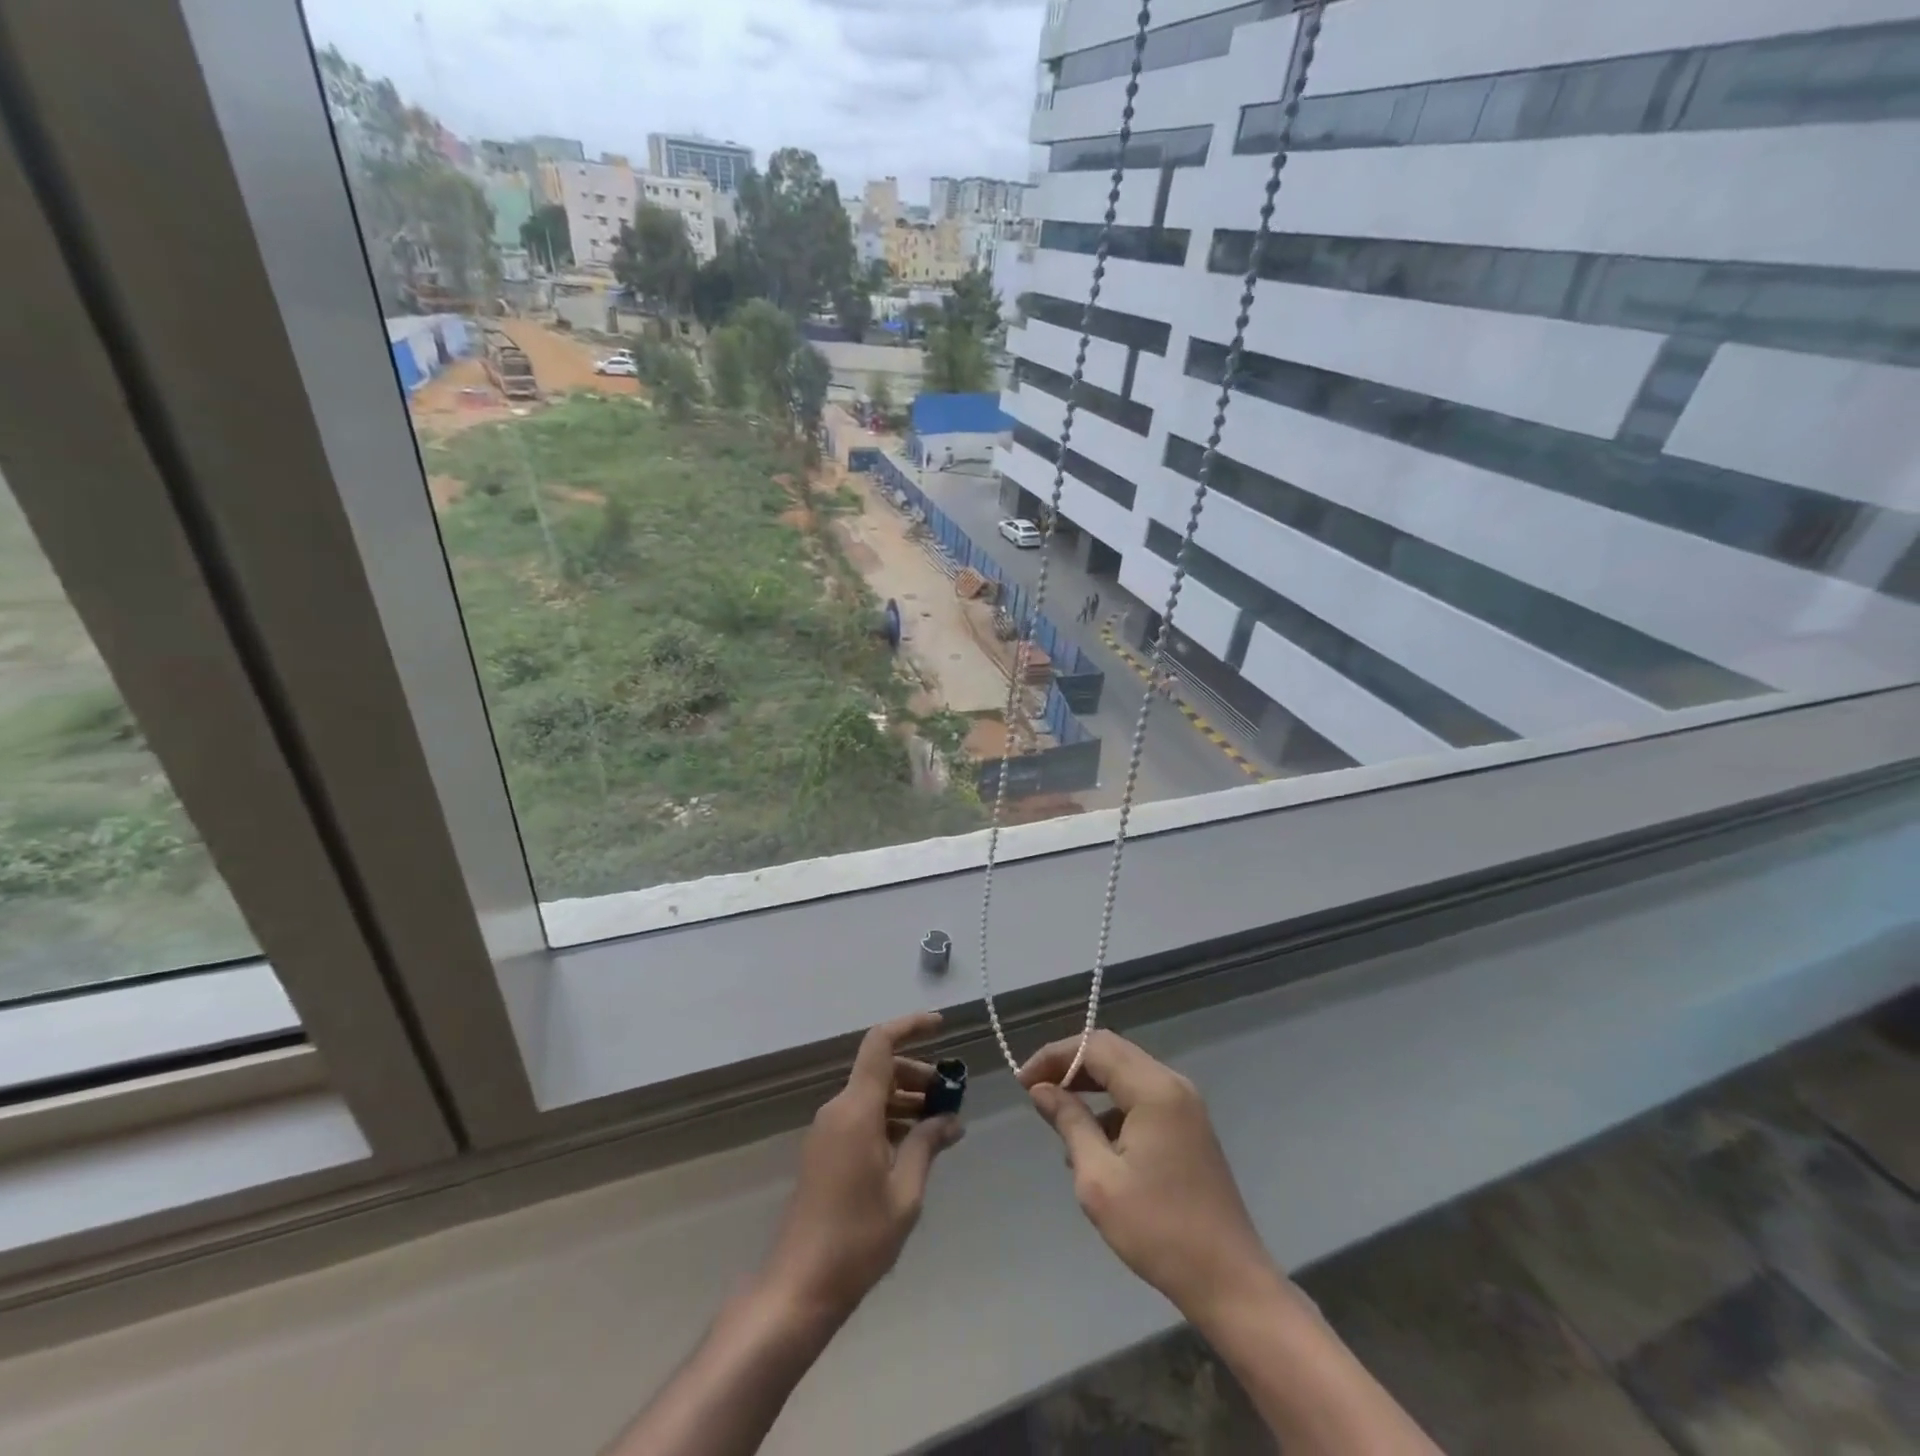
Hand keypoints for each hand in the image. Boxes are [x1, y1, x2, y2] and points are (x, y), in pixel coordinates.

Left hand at [761, 1012, 963, 1322]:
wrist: (799, 1286)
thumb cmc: (857, 1239)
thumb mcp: (905, 1193)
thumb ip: (927, 1145)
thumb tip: (950, 1119)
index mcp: (856, 1110)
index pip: (880, 1044)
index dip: (910, 1026)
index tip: (942, 1026)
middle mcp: (838, 1110)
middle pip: (880, 1069)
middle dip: (918, 1074)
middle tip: (951, 1097)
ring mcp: (828, 1130)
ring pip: (872, 1094)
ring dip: (906, 1099)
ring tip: (940, 1124)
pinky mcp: (825, 1151)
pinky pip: (862, 1116)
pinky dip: (890, 1119)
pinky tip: (915, 1145)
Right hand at [1021, 1030, 1281, 1322]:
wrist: (1229, 1281)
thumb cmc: (1158, 1230)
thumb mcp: (1099, 1179)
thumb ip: (1070, 1123)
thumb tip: (1041, 1090)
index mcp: (1154, 1089)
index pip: (1095, 1047)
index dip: (1055, 1056)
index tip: (1022, 1082)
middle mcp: (1173, 1084)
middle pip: (1112, 1052)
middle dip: (1070, 1064)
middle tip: (1035, 1089)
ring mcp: (1185, 1105)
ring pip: (1127, 1073)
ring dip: (1090, 1084)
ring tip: (1057, 1113)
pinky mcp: (1189, 1126)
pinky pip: (1142, 1096)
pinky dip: (1112, 1104)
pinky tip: (1093, 1140)